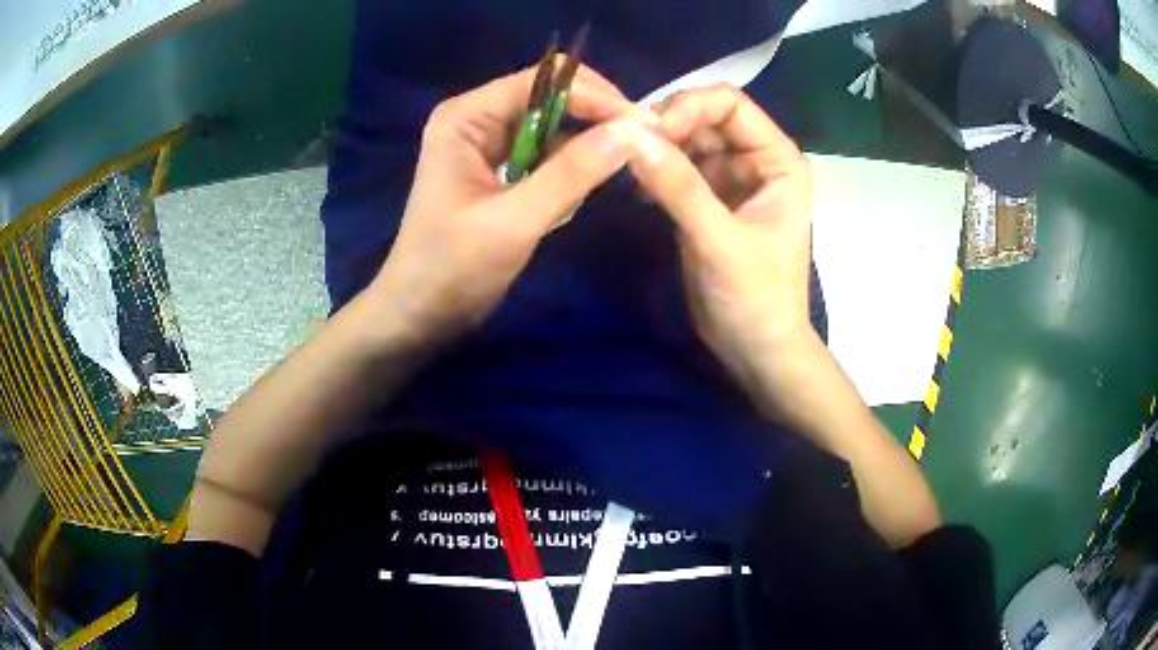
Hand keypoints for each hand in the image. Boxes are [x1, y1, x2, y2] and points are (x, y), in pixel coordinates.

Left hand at [368, 63, 653, 342]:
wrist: (419, 314)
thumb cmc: (452, 268)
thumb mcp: (514, 220)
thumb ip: (573, 172)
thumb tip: (634, 130)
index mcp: (467, 116)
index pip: (544, 81)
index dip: (597, 97)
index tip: (644, 127)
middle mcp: (477, 118)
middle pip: (551, 97)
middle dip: (597, 118)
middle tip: (644, 145)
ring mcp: (488, 144)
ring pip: (554, 126)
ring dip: (587, 144)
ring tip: (625, 165)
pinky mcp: (499, 170)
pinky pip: (547, 154)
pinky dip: (571, 168)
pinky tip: (586, 188)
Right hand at [628, 84, 814, 390]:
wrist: (757, 350)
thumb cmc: (756, 300)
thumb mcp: (720, 243)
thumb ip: (680, 189)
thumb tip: (632, 138)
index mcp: (777, 161)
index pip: (731, 104)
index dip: (689, 106)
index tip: (649, 132)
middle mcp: (755, 160)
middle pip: (705, 116)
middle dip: (666, 124)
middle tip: (625, 146)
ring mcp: (729, 179)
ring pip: (686, 140)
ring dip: (655, 146)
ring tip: (623, 163)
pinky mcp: (707, 200)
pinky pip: (676, 169)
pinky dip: (654, 170)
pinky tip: (633, 186)